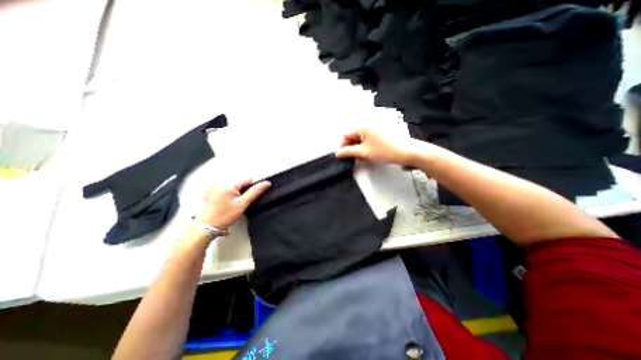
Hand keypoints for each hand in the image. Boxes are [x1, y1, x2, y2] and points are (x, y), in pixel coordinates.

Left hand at [195, 179, 269, 230]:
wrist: (205, 227)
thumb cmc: (225, 216)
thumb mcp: (242, 204)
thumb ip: (255, 192)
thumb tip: (267, 183)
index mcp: (228, 183)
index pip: (248, 178)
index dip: (254, 185)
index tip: (255, 195)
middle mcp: (220, 180)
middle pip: (241, 180)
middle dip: (246, 188)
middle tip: (245, 200)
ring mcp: (214, 184)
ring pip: (235, 183)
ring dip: (240, 189)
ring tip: (238, 201)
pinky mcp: (211, 188)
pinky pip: (227, 185)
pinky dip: (232, 190)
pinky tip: (231, 200)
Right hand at [337, 128, 423, 164]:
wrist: (406, 152)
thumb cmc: (386, 150)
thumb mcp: (363, 152)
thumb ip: (348, 152)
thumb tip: (339, 153)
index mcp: (363, 126)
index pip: (346, 134)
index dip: (342, 145)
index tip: (341, 155)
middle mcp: (368, 124)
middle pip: (353, 136)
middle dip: (350, 147)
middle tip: (350, 158)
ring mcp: (375, 128)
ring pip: (360, 138)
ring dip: (357, 148)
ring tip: (360, 158)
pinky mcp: (380, 133)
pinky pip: (367, 139)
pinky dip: (364, 147)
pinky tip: (367, 154)